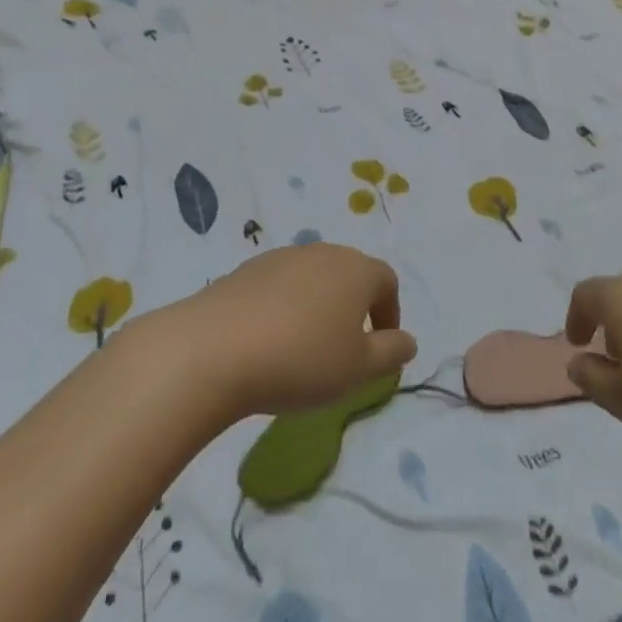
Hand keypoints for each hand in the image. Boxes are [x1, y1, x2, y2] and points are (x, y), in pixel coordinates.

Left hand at [170, 244, 417, 420]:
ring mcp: (281, 257)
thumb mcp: (358, 369)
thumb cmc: (301, 359)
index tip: (380, 348)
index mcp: (356, 269)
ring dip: (317, 307)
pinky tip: (267, 342)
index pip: (387, 281)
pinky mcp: (245, 270)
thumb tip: (408, 341)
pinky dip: (283, 308)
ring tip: (303, 349)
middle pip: (349, 274)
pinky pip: (278, 286)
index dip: (390, 314)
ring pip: (312, 279)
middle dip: (353, 308)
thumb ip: (391, 353)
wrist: (213, 350)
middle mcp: (322, 252)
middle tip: (344, 350)